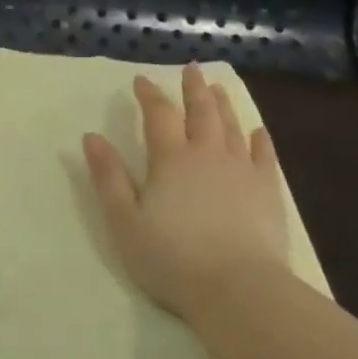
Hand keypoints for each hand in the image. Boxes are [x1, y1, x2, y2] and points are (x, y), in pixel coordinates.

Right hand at [82, 62, 290, 321]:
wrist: (238, 289)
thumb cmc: (172, 258)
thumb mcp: (124, 221)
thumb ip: (108, 177)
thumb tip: (91, 137)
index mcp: (170, 159)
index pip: (158, 115)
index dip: (149, 94)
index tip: (142, 80)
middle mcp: (207, 154)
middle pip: (200, 111)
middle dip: (193, 88)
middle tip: (191, 69)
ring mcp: (241, 170)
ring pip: (230, 126)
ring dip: (222, 104)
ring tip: (217, 88)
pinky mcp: (267, 191)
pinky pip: (264, 155)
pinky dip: (259, 139)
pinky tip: (257, 131)